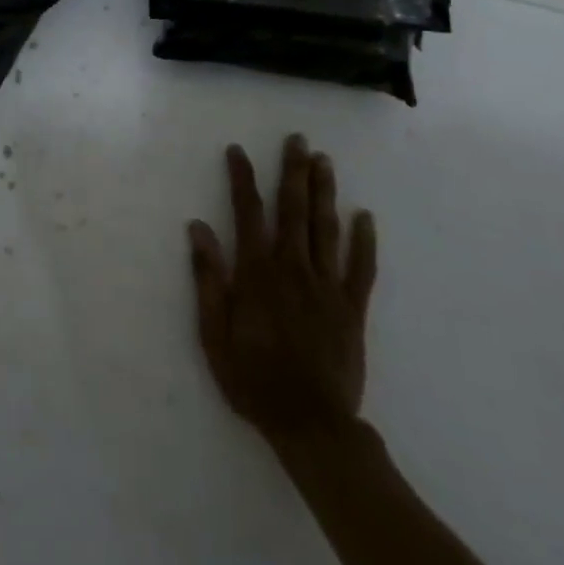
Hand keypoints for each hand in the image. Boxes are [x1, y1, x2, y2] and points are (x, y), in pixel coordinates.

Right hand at [187, 136, 377, 443]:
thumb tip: (198, 229)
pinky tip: (365, 217)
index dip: (243, 179)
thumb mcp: (214, 333)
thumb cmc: (253, 379)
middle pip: (294, 211)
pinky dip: (364, 241)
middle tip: (297, 140)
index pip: (248, 214)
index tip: (239, 151)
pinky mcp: (353, 308)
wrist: (311, 424)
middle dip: (293, 172)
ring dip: (324, 193)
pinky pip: (361, 268)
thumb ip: (209, 279)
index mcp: (257, 274)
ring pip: (326, 229)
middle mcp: (293, 270)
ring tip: (324, 161)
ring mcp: (327, 287)